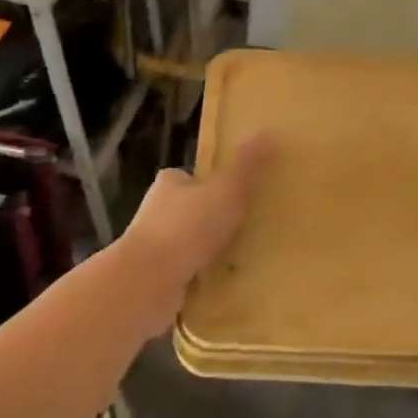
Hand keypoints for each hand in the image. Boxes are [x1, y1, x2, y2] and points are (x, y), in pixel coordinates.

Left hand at [117, 136, 272, 333]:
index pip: (191, 178)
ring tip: (242, 260)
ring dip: (208, 252)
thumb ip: (246, 164)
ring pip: (188, 246)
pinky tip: (224, 286)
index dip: (213, 184)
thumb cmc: (188, 226)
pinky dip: (202, 279)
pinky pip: (186, 275)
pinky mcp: (155, 281)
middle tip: (247, 229)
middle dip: (213, 221)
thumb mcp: (226, 188)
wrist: (148, 281)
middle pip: (190, 211)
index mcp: (170, 184)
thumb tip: (268, 131)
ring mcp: (153, 249)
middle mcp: (156, 212)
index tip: (238, 195)